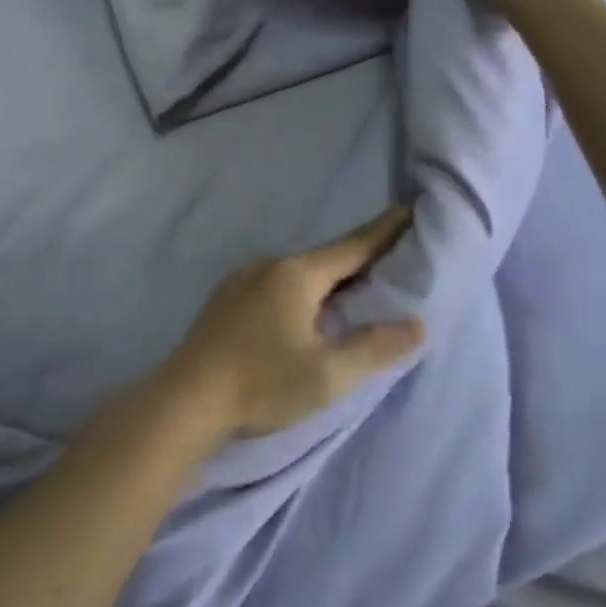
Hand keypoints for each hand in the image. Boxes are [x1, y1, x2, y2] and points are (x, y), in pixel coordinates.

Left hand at [153, 208, 426, 441]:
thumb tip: (418, 324)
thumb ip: (375, 348)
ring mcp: (244, 277)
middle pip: (326, 258)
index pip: (352, 246)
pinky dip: (303, 291)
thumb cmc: (262, 383)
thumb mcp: (328, 375)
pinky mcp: (228, 296)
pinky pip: (277, 284)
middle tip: (394, 260)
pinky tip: (307, 313)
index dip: (384, 231)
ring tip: (357, 292)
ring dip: (330, 279)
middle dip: (360, 259)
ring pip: (300, 273)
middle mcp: (270, 263)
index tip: (408, 209)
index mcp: (297, 274)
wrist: (187, 397)